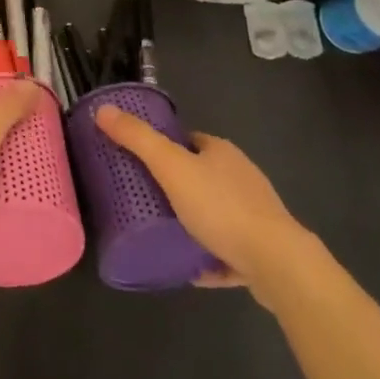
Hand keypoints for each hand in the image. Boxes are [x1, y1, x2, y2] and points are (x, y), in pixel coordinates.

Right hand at [94, 106, 321, 304]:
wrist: (276, 263)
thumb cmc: (221, 207)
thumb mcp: (170, 167)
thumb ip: (137, 139)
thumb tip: (103, 110)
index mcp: (221, 152)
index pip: (188, 141)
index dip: (164, 148)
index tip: (140, 163)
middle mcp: (241, 177)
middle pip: (201, 175)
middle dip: (176, 187)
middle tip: (144, 201)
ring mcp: (255, 214)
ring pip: (216, 213)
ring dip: (193, 222)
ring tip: (163, 235)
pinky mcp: (262, 250)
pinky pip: (228, 249)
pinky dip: (210, 256)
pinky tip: (191, 269)